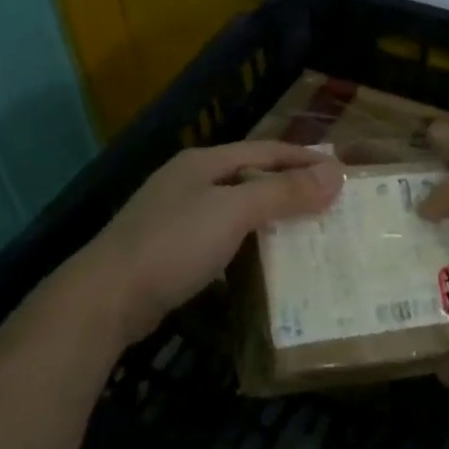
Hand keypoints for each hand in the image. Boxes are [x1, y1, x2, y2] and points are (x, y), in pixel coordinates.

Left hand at [55, 141, 341, 347]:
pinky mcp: (171, 251)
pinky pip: (222, 238)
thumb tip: (335, 174)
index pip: (265, 150)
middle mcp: (189, 182)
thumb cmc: (174, 244)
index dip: (304, 158)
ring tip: (306, 231)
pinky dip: (248, 243)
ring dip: (270, 217)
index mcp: (203, 163)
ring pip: (235, 209)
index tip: (340, 171)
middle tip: (329, 203)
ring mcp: (176, 217)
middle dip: (289, 187)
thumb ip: (283, 192)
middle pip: (250, 177)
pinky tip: (264, 260)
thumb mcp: (233, 212)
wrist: (107, 297)